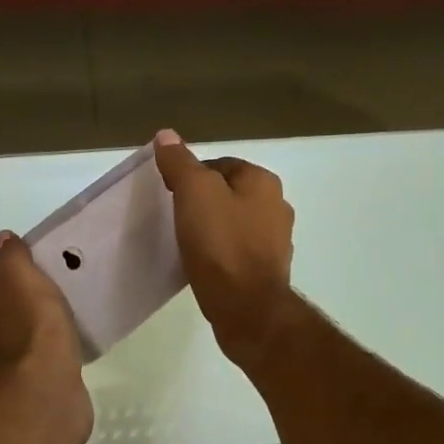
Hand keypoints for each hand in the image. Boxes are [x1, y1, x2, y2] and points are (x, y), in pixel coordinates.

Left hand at [0, 232, 92, 436]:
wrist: (44, 385)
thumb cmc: (31, 322)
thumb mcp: (19, 273)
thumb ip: (11, 255)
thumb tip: (2, 239)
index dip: (11, 269)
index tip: (38, 266)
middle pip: (3, 303)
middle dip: (24, 296)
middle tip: (56, 287)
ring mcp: (4, 357)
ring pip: (21, 329)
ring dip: (38, 322)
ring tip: (67, 313)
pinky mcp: (28, 378)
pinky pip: (39, 353)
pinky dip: (50, 346)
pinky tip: (69, 341)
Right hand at [153, 131, 295, 362]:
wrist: (246, 308)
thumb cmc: (221, 245)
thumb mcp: (194, 194)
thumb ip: (181, 163)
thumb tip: (167, 135)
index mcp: (263, 182)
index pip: (221, 164)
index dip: (192, 175)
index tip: (170, 194)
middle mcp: (277, 206)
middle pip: (230, 194)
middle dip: (204, 202)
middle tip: (175, 217)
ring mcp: (276, 242)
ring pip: (236, 224)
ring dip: (214, 229)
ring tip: (186, 242)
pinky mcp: (267, 271)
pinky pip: (238, 252)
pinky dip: (221, 253)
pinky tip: (203, 264)